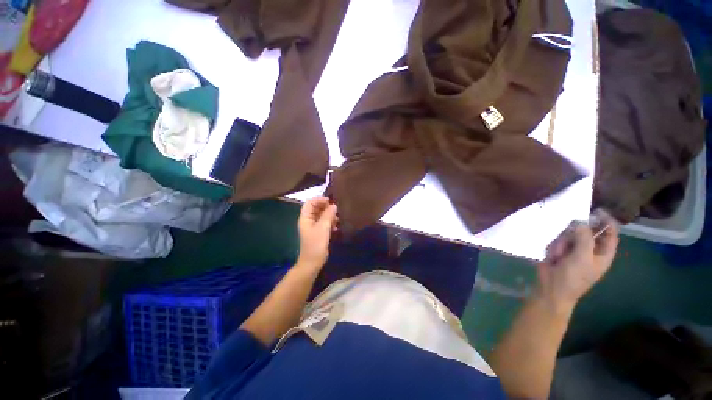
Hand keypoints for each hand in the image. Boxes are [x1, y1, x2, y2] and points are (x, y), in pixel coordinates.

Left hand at [296, 196, 337, 271]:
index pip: (310, 203)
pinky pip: (324, 223)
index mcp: (305, 218)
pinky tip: (336, 227)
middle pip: (316, 208)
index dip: (319, 200)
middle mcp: (308, 221)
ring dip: (329, 215)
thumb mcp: (323, 228)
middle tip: (335, 210)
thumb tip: (333, 205)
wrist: (312, 262)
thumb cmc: (316, 244)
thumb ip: (328, 215)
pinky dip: (330, 222)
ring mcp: (313, 227)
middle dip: (326, 208)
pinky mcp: (318, 233)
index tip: (330, 201)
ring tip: (337, 219)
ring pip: (321, 216)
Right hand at [535, 210, 619, 311]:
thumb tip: (581, 221)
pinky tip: (552, 257)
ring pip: (568, 235)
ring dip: (562, 243)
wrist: (551, 288)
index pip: (610, 233)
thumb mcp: (582, 258)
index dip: (606, 221)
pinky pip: (556, 241)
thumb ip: (584, 238)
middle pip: (586, 231)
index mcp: (603, 253)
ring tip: (559, 255)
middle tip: (568, 239)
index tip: (596, 211)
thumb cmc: (573, 277)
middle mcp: (589, 249)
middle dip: (575, 234)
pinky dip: (553, 247)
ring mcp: (573, 250)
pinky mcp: (559, 250)